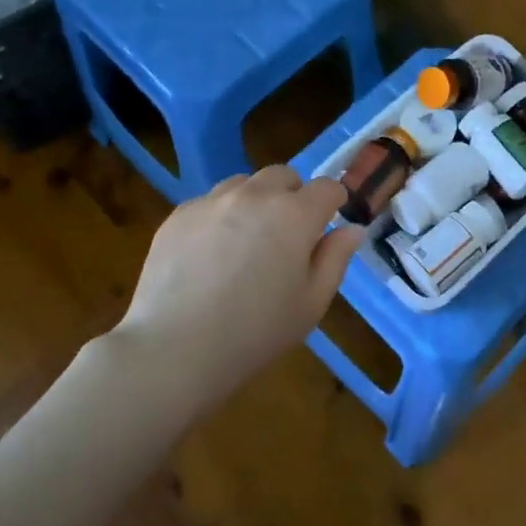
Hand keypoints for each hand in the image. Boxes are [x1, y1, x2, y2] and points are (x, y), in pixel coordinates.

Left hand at [115, 166, 364, 403]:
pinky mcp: (179, 214)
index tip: (328, 222)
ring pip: (244, 184)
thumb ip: (335, 259)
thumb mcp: (311, 303)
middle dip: (292, 196)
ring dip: (255, 202)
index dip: (333, 202)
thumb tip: (351, 229)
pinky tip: (210, 255)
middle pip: (283, 176)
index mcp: (295, 214)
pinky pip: (209, 203)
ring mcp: (213, 201)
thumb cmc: (256, 332)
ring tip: (246, 241)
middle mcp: (255, 195)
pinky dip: (219, 217)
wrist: (175, 349)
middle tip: (287, 234)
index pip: (326, 188)